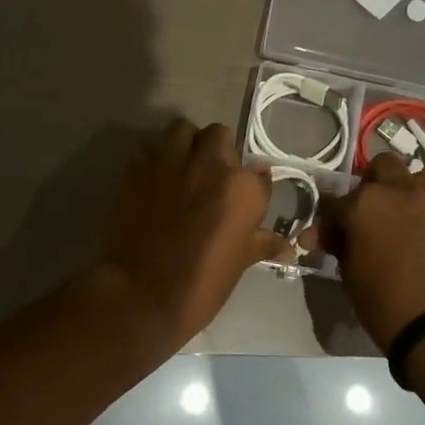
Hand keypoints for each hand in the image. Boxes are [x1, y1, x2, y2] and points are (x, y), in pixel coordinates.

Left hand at [97, 118, 292, 348]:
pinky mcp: (137, 169)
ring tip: (183, 169)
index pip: (258, 174)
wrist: (141, 294)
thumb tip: (287, 244)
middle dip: (218, 152)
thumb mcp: (240, 263)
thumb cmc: (201, 284)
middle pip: (219, 135)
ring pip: (182, 130)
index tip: (244, 203)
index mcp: (242, 187)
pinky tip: (154, 182)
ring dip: (186, 144)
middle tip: (212, 179)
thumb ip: (262, 242)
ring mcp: (170, 162)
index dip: (252, 188)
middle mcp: (209, 164)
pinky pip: (150, 150)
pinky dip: (155, 161)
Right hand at [312, 153, 424, 348]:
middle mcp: (396, 192)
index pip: (332, 200)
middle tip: (364, 214)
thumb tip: (328, 236)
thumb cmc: (385, 304)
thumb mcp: (350, 276)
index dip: (325, 219)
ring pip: (412, 174)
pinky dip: (420, 209)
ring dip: (400, 187)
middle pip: (379, 167)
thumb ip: (340, 246)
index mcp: (363, 205)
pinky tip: (416, 234)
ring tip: (395, 216)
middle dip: (369, 184)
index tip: (323, 235)